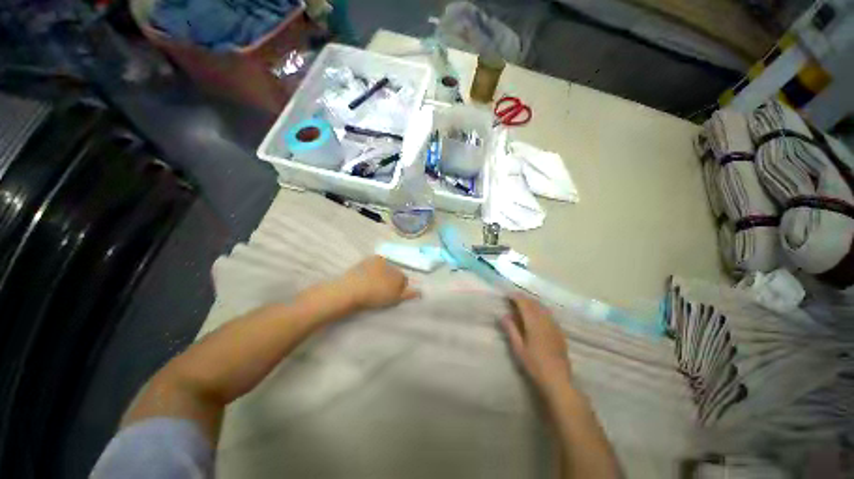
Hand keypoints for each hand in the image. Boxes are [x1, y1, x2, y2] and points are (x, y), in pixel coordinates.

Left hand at [335, 256, 419, 309]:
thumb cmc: (375, 294)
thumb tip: (420, 292)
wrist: (350, 290)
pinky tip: (365, 280)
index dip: (400, 287)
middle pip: (394, 272)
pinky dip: (371, 272)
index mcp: (396, 271)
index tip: (393, 295)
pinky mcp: (362, 262)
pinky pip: (371, 266)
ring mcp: (374, 260)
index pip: (404, 279)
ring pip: (383, 268)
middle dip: (391, 280)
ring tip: (373, 287)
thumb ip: (408, 294)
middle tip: (383, 291)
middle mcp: (388, 262)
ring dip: (381, 275)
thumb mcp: (394, 297)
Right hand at [501, 294, 572, 394]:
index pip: (524, 304)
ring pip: (543, 308)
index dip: (516, 297)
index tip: (507, 295)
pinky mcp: (559, 332)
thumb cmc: (535, 365)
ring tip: (523, 304)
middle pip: (534, 303)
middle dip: (524, 298)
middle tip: (513, 298)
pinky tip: (537, 314)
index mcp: (534, 324)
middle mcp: (545, 321)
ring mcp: (554, 326)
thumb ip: (511, 330)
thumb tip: (503, 315)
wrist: (558, 380)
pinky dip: (540, 309)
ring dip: (532, 302)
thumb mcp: (518, 349)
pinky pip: (549, 314)